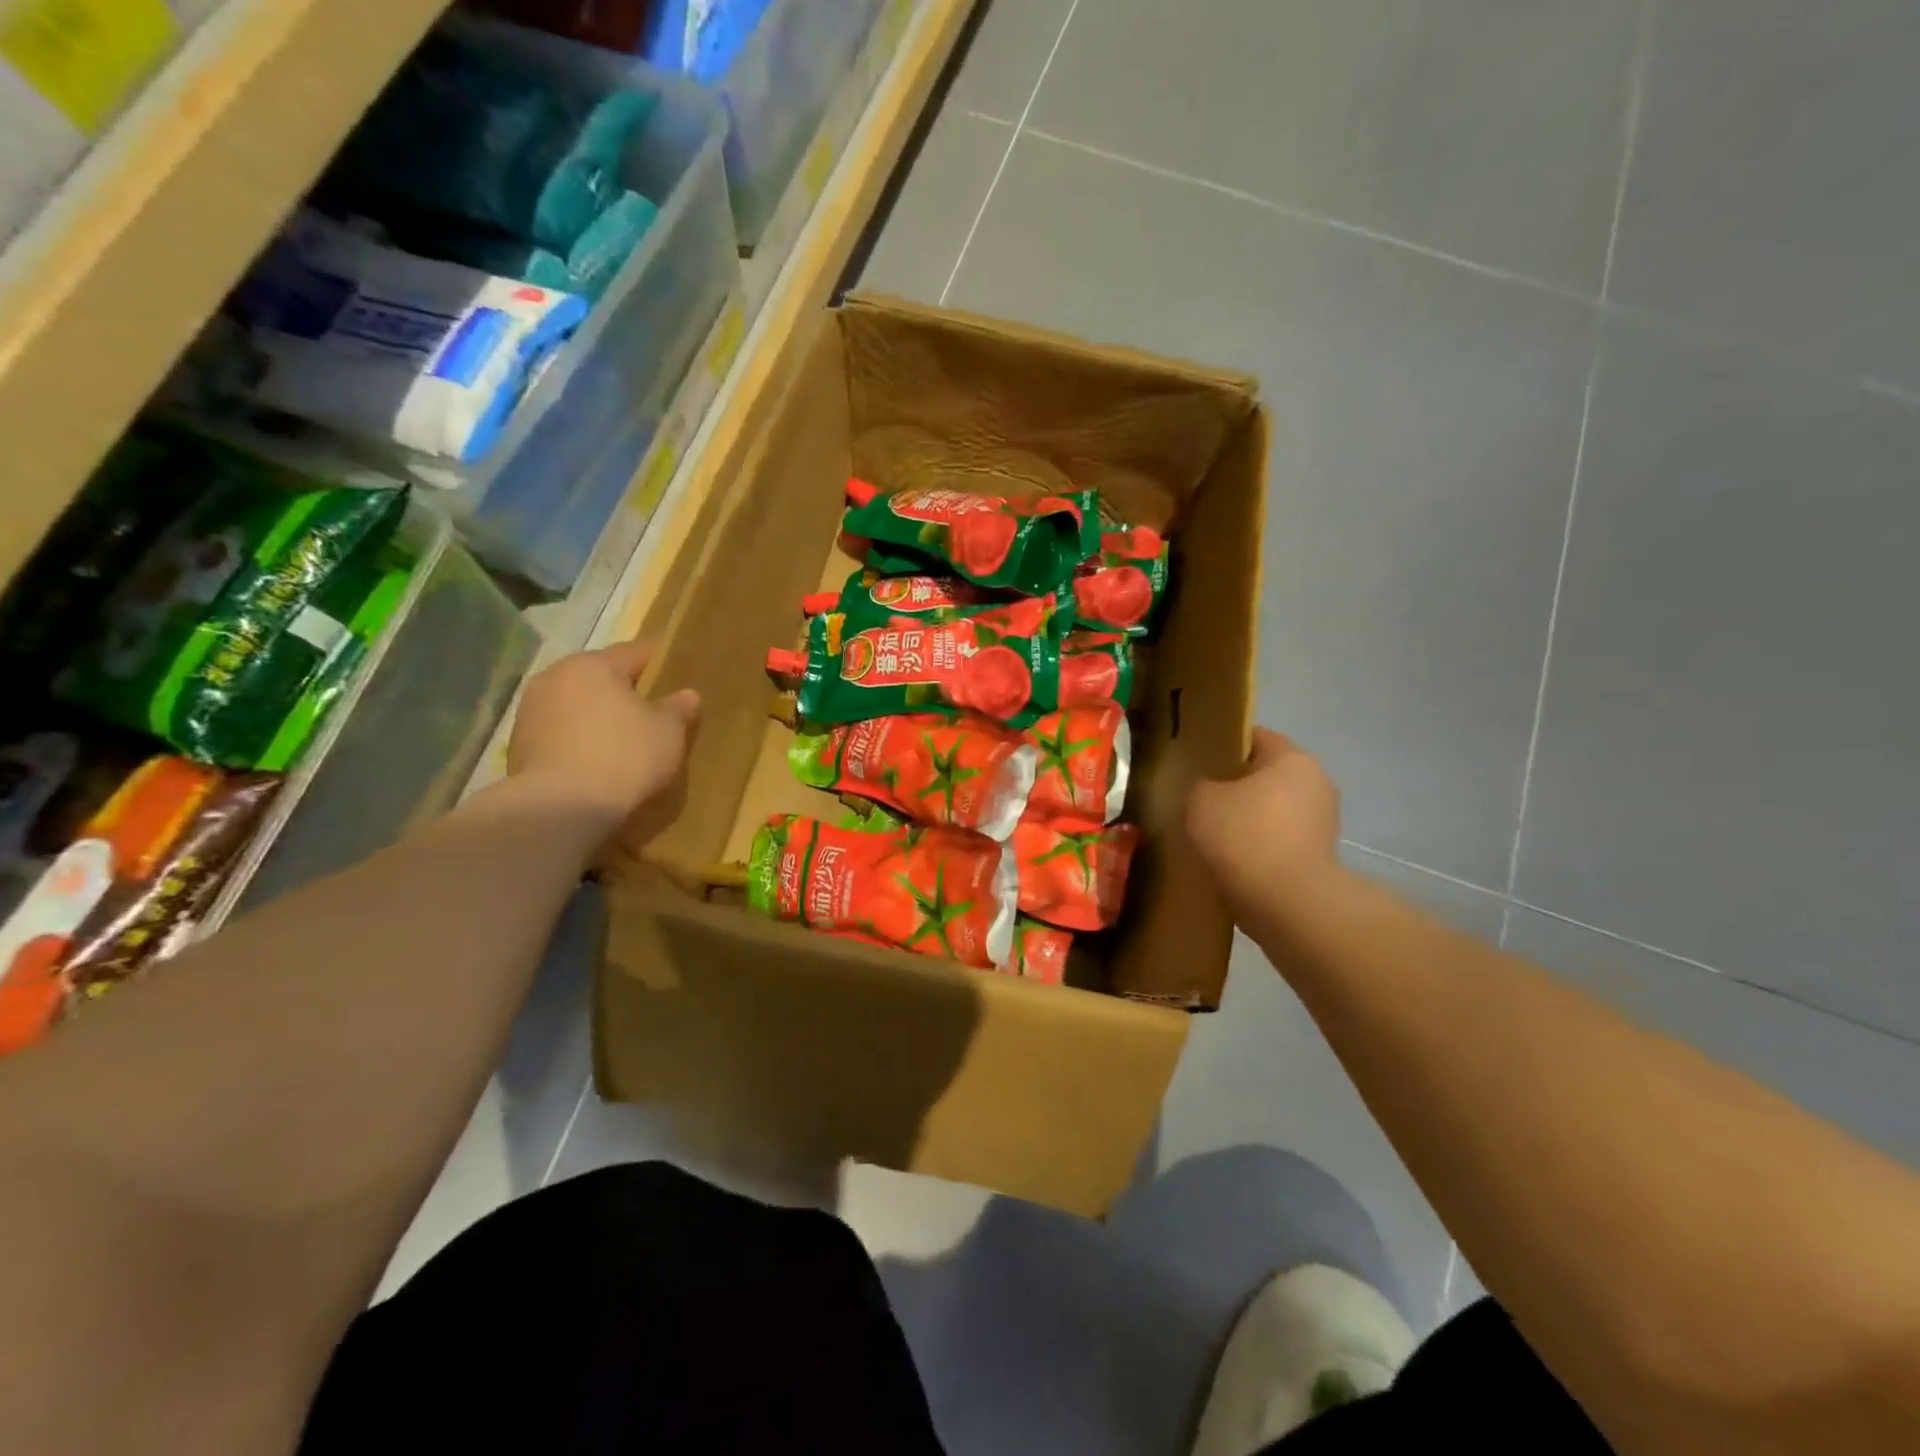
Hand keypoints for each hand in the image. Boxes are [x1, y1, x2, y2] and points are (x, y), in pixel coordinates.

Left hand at [507, 640, 699, 846]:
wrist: (560, 810)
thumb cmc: (624, 756)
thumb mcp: (668, 732)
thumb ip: (679, 708)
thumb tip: (686, 695)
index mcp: (592, 665)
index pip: (635, 652)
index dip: (661, 659)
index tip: (679, 666)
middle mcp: (555, 677)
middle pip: (601, 677)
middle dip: (626, 690)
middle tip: (654, 707)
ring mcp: (530, 712)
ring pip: (577, 706)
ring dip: (599, 716)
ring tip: (625, 737)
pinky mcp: (519, 747)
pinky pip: (562, 734)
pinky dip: (581, 740)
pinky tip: (599, 760)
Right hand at [1186, 728, 1341, 926]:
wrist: (1286, 903)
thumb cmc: (1244, 836)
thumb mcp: (1200, 800)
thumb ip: (1201, 785)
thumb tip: (1209, 791)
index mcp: (1292, 758)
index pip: (1255, 737)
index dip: (1223, 746)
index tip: (1198, 764)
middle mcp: (1317, 782)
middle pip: (1267, 775)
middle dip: (1237, 786)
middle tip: (1202, 801)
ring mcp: (1324, 822)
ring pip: (1274, 809)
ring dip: (1250, 819)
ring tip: (1215, 837)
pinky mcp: (1322, 856)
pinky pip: (1281, 840)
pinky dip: (1260, 847)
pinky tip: (1234, 861)